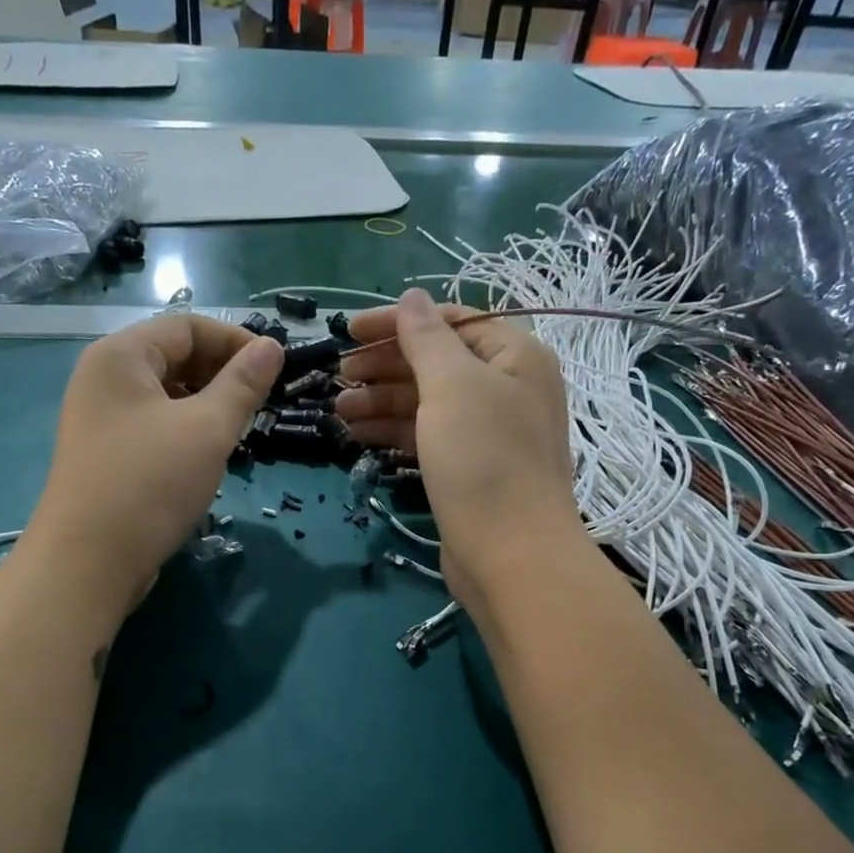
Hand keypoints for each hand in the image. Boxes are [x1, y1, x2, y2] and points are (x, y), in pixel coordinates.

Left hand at [26, 315, 281, 621]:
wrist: (88, 562)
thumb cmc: (150, 483)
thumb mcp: (207, 429)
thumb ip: (243, 384)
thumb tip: (271, 348)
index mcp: (121, 356)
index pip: (187, 326)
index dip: (236, 340)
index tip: (276, 368)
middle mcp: (104, 378)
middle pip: (174, 357)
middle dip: (222, 373)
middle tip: (261, 402)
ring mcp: (101, 418)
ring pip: (167, 395)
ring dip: (208, 404)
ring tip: (240, 430)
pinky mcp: (106, 454)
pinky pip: (154, 425)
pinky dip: (187, 430)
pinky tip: (210, 455)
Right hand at [336, 290, 578, 605]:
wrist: (511, 555)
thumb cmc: (484, 460)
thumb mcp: (453, 386)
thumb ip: (427, 338)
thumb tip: (410, 297)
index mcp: (515, 355)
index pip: (450, 322)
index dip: (396, 323)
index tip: (347, 332)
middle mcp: (506, 388)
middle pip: (436, 362)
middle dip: (384, 366)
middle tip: (338, 376)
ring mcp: (489, 432)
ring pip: (427, 402)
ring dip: (382, 401)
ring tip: (338, 410)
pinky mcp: (470, 469)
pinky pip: (427, 436)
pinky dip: (394, 431)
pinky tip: (358, 435)